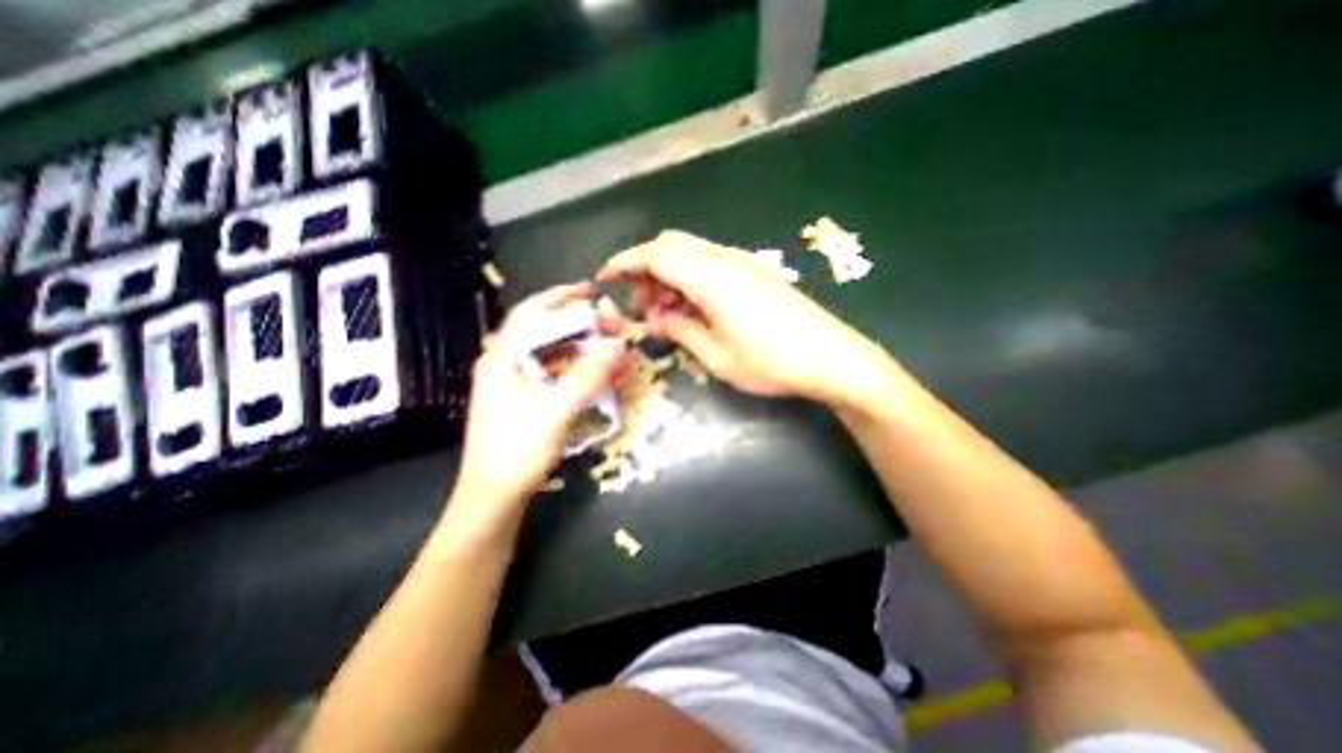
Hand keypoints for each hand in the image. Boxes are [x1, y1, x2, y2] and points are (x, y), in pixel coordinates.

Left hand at [445, 281, 623, 535]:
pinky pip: (560, 377)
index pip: (532, 312)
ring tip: (616, 357)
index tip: (590, 291)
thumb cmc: (516, 452)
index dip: (560, 296)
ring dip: (587, 353)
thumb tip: (618, 345)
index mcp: (504, 357)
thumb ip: (587, 376)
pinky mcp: (529, 402)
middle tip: (615, 330)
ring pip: (557, 356)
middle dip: (584, 328)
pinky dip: (583, 374)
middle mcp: (508, 364)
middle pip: (548, 333)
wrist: (494, 498)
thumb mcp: (554, 411)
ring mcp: (518, 384)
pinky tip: (604, 381)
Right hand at [597, 228, 889, 409]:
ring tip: (665, 313)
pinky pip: (711, 264)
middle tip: (642, 306)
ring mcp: (743, 263)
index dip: (626, 262)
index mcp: (711, 277)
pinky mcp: (755, 273)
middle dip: (647, 269)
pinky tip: (693, 308)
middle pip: (672, 245)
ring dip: (669, 275)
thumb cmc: (771, 362)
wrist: (831, 358)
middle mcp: (725, 259)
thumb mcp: (716, 355)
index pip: (656, 255)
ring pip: (691, 253)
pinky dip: (691, 279)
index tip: (605, 277)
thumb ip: (680, 330)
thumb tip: (655, 318)